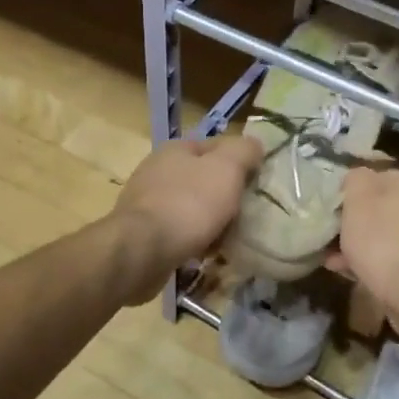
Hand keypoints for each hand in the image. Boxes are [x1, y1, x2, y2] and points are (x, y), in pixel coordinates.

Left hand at [109, 134, 263, 302]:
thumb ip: (244, 152)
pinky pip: (177, 232)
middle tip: (244, 215)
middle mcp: (157, 170)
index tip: (257, 183)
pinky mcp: (142, 232)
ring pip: (191, 207)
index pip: (215, 146)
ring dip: (210, 222)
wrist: (143, 250)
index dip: (239, 161)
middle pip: (203, 179)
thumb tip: (254, 145)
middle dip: (224, 197)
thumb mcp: (227, 169)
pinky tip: (204, 254)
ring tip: (227, 240)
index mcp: (175, 149)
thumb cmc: (189, 204)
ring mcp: (146, 202)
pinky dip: (193, 241)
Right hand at [325, 167, 398, 330]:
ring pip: (386, 234)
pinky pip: (394, 256)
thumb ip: (356, 179)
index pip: (377, 177)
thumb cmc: (381, 238)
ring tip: (334, 260)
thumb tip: (358, 178)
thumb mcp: (357, 197)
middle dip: (356, 222)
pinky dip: (374, 262)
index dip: (352, 191)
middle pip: (382, 208)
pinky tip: (351, 273)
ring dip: (362, 244)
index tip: (333, 209)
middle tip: (332, 236)